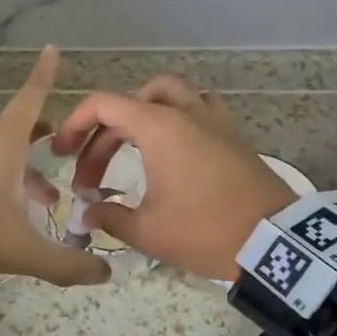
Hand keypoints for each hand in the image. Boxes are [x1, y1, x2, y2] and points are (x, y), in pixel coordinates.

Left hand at [0, 47, 109, 287]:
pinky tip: (12, 216)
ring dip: (29, 172)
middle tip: (69, 148)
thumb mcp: (19, 250)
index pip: (30, 100)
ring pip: (4, 158)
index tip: (51, 48)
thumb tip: (103, 274)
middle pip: (20, 130)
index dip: (44, 75)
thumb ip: (63, 263)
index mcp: (3, 147)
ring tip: (50, 200)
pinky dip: (7, 186)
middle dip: (47, 136)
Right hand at [50, 75, 296, 278]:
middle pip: (130, 103)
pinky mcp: (233, 134)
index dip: (74, 124)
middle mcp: (185, 112)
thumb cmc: (205, 230)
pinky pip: (198, 107)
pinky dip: (176, 117)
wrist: (275, 241)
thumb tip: (88, 213)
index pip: (103, 104)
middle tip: (91, 173)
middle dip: (103, 134)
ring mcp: (214, 119)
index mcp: (159, 126)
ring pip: (168, 94)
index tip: (61, 153)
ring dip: (141, 113)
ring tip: (129, 145)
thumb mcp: (148, 231)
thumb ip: (110, 217)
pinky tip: (172, 147)